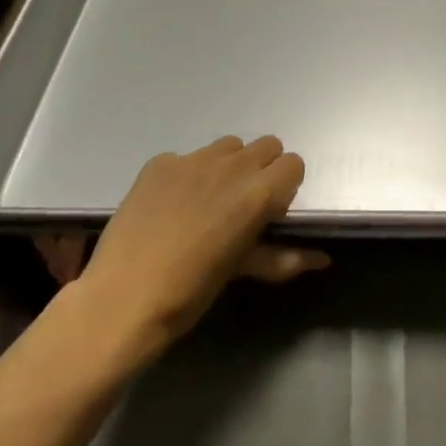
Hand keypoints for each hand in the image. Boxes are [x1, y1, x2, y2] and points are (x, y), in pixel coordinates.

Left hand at [69, 135, 327, 370]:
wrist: (122, 299)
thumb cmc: (190, 292)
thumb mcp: (241, 272)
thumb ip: (284, 258)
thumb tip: (324, 259)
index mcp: (258, 192)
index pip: (293, 164)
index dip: (285, 186)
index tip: (271, 211)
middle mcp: (232, 165)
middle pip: (266, 146)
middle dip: (262, 170)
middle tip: (243, 204)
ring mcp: (193, 159)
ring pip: (228, 146)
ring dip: (228, 166)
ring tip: (207, 201)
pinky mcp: (161, 162)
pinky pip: (186, 158)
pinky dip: (187, 176)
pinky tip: (170, 206)